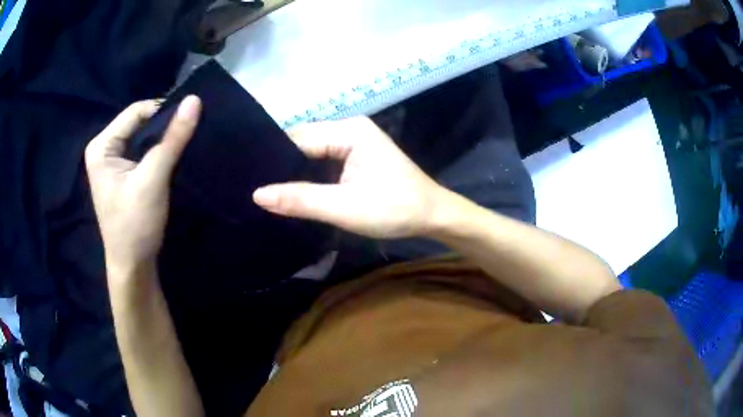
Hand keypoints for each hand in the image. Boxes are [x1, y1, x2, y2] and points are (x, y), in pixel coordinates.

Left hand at [85, 96, 201, 276]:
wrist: (133, 266)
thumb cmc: (135, 225)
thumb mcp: (153, 179)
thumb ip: (172, 139)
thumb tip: (195, 100)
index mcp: (101, 146)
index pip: (135, 112)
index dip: (163, 112)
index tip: (189, 119)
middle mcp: (104, 148)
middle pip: (138, 123)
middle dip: (163, 126)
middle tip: (188, 133)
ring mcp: (112, 161)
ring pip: (142, 137)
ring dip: (163, 139)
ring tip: (183, 144)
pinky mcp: (122, 173)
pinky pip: (142, 151)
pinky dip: (159, 151)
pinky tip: (172, 157)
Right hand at [252, 117, 449, 238]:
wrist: (433, 216)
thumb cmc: (395, 209)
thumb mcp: (345, 207)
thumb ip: (301, 199)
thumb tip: (257, 194)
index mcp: (349, 131)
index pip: (298, 138)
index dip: (274, 158)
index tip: (249, 179)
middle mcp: (350, 128)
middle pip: (303, 142)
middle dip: (282, 164)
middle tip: (255, 187)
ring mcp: (354, 141)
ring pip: (312, 152)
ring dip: (294, 171)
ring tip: (267, 190)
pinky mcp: (356, 156)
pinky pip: (323, 161)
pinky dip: (309, 174)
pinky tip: (293, 189)